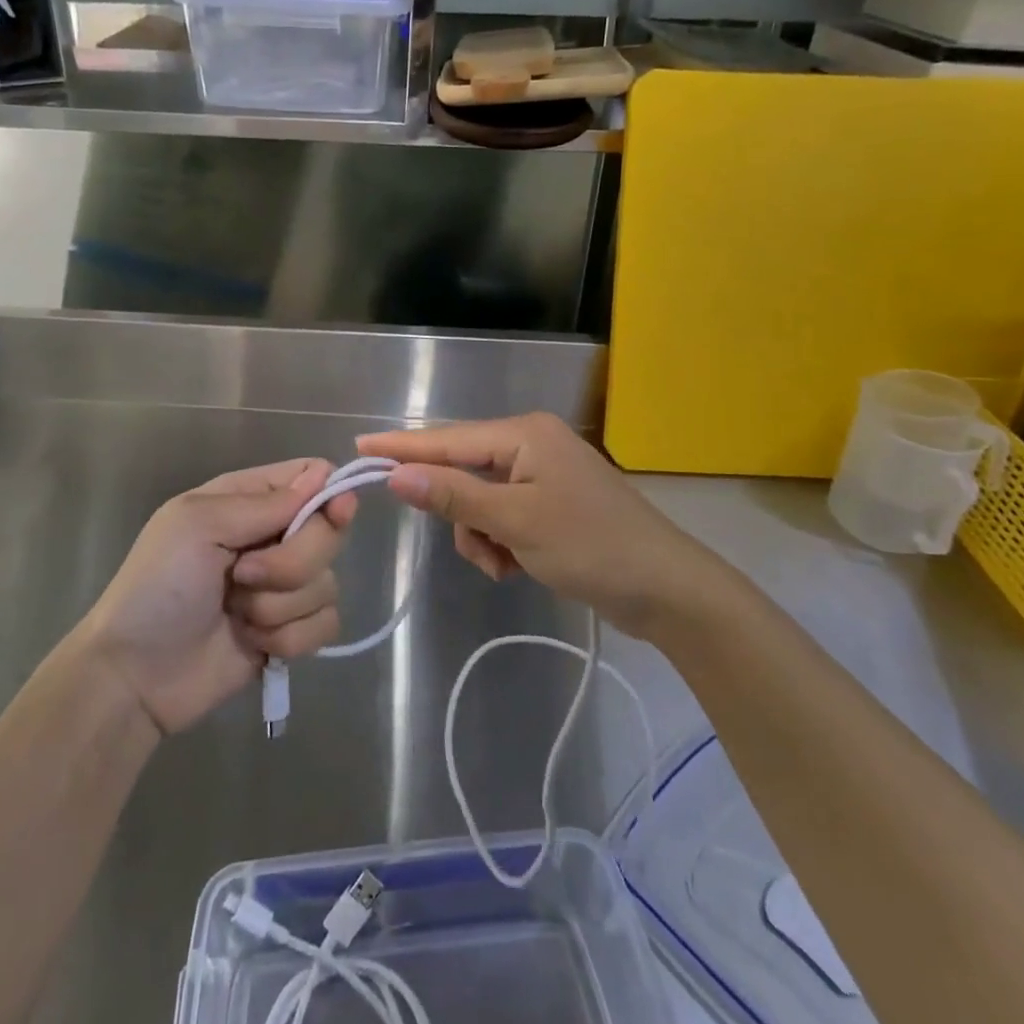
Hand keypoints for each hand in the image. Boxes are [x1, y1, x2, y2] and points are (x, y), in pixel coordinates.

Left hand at [78, 459, 354, 735]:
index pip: (313, 476)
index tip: (334, 514)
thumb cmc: (158, 586)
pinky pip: (325, 625)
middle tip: (243, 575)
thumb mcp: (198, 525)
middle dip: (291, 562)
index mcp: (249, 500)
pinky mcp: (289, 631)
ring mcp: (283, 586)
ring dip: (280, 606)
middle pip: (329, 532)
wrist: (135, 675)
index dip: (330, 493)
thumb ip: (265, 503)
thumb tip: (325, 474)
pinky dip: (289, 638)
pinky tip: (253, 643)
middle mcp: (272, 536)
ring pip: (327, 583)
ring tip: (237, 614)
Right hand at [356, 414, 702, 636]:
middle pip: (464, 472)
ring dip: (481, 536)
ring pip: (479, 501)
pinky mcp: (550, 504)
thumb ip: (454, 495)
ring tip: (505, 565)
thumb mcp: (515, 521)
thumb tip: (395, 474)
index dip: (402, 447)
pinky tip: (516, 567)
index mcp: (524, 434)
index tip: (358, 446)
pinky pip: (502, 516)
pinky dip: (500, 543)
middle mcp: (531, 444)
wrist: (664, 588)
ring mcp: (542, 474)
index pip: (448, 439)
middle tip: (477, 547)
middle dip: (461, 514)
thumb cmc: (590, 546)